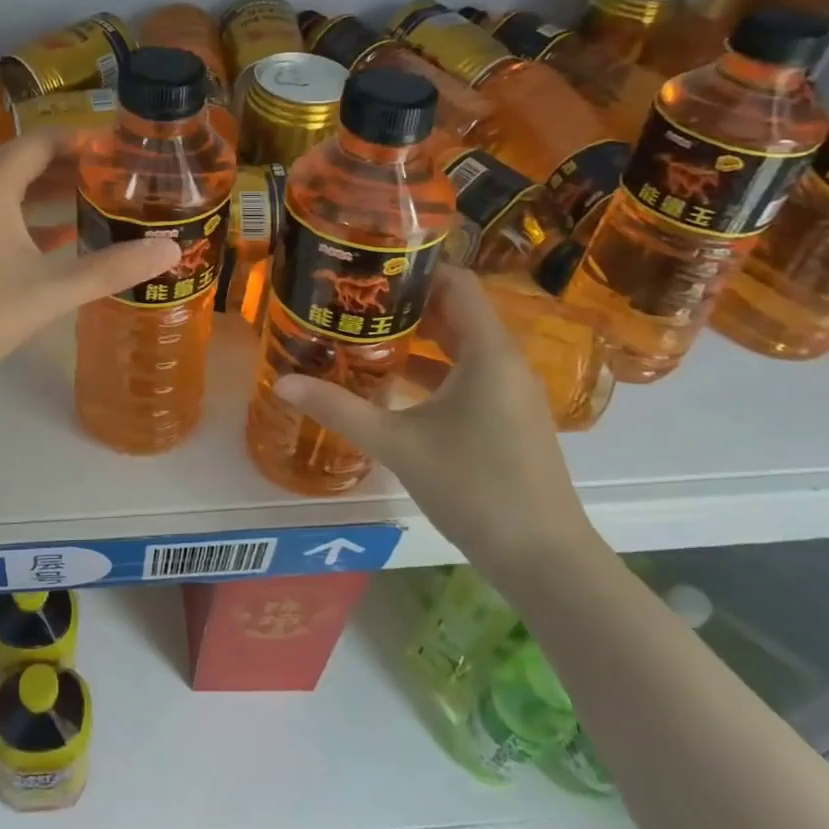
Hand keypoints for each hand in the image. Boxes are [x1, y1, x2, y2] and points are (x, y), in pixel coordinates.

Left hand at [0, 127, 180, 401]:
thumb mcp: (47, 293)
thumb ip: (110, 269)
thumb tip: (171, 249)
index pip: (42, 141)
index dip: (84, 140)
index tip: (124, 150)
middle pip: (25, 163)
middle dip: (73, 168)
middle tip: (122, 179)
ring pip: (9, 192)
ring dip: (51, 195)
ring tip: (99, 204)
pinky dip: (27, 220)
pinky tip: (58, 239)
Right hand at [272, 266, 600, 586]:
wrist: (544, 560)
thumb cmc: (474, 488)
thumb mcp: (397, 444)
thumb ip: (339, 408)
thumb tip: (283, 382)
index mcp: (488, 352)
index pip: (457, 283)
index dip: (415, 268)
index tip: (369, 269)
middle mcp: (506, 362)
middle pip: (458, 310)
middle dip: (408, 302)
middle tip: (355, 300)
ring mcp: (513, 391)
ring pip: (464, 344)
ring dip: (420, 336)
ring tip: (366, 333)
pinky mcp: (511, 417)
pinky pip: (471, 372)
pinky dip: (436, 367)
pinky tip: (396, 383)